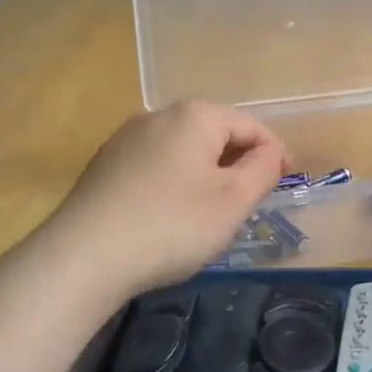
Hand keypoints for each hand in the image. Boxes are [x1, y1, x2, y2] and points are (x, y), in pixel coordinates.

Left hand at [45, 100, 288, 295]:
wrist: (83, 257)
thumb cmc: (172, 225)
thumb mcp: (233, 201)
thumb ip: (262, 169)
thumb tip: (270, 151)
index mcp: (195, 115)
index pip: (250, 126)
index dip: (275, 152)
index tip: (287, 180)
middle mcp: (158, 115)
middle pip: (214, 133)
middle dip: (238, 162)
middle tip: (252, 199)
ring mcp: (126, 138)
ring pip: (183, 150)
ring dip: (207, 173)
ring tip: (214, 210)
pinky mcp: (104, 165)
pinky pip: (156, 165)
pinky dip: (175, 182)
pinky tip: (171, 215)